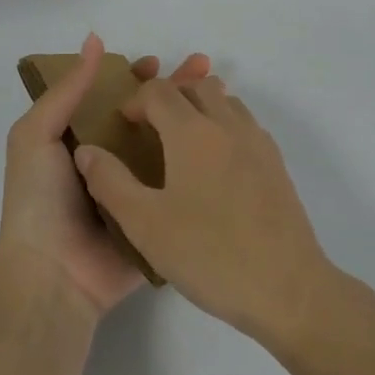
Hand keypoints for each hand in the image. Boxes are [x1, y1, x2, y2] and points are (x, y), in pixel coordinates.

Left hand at [0, 34, 210, 316]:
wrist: (54, 275)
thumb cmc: (39, 200)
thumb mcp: (36, 135)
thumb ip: (66, 90)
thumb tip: (95, 40)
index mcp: (79, 138)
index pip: (112, 96)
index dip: (134, 77)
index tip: (157, 62)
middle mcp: (110, 159)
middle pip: (147, 115)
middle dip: (173, 90)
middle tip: (205, 68)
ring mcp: (136, 188)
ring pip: (169, 145)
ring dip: (192, 120)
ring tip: (222, 98)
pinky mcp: (158, 215)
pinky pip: (181, 185)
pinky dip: (202, 163)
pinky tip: (227, 143)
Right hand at [73, 73, 330, 344]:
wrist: (288, 288)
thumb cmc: (210, 255)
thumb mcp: (145, 225)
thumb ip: (110, 182)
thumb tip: (86, 150)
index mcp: (193, 132)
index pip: (159, 91)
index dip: (136, 100)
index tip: (124, 125)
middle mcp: (228, 125)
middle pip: (197, 86)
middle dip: (169, 96)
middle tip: (151, 128)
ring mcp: (258, 142)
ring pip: (225, 101)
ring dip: (199, 107)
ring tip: (181, 145)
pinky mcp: (276, 164)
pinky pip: (245, 124)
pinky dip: (224, 126)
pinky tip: (215, 167)